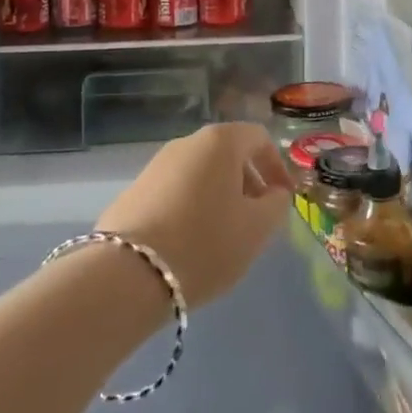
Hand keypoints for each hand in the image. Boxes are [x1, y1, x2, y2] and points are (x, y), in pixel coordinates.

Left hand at [95, 123, 296, 307]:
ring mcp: (155, 166)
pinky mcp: (133, 193)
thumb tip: (273, 194)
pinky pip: (175, 192)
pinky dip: (192, 208)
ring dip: (220, 197)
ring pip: (200, 174)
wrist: (127, 275)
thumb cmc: (205, 243)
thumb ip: (276, 205)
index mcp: (220, 142)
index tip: (284, 199)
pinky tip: (191, 243)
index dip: (277, 166)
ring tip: (225, 236)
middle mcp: (186, 143)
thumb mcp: (257, 229)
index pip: (259, 138)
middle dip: (248, 183)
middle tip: (257, 219)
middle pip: (228, 154)